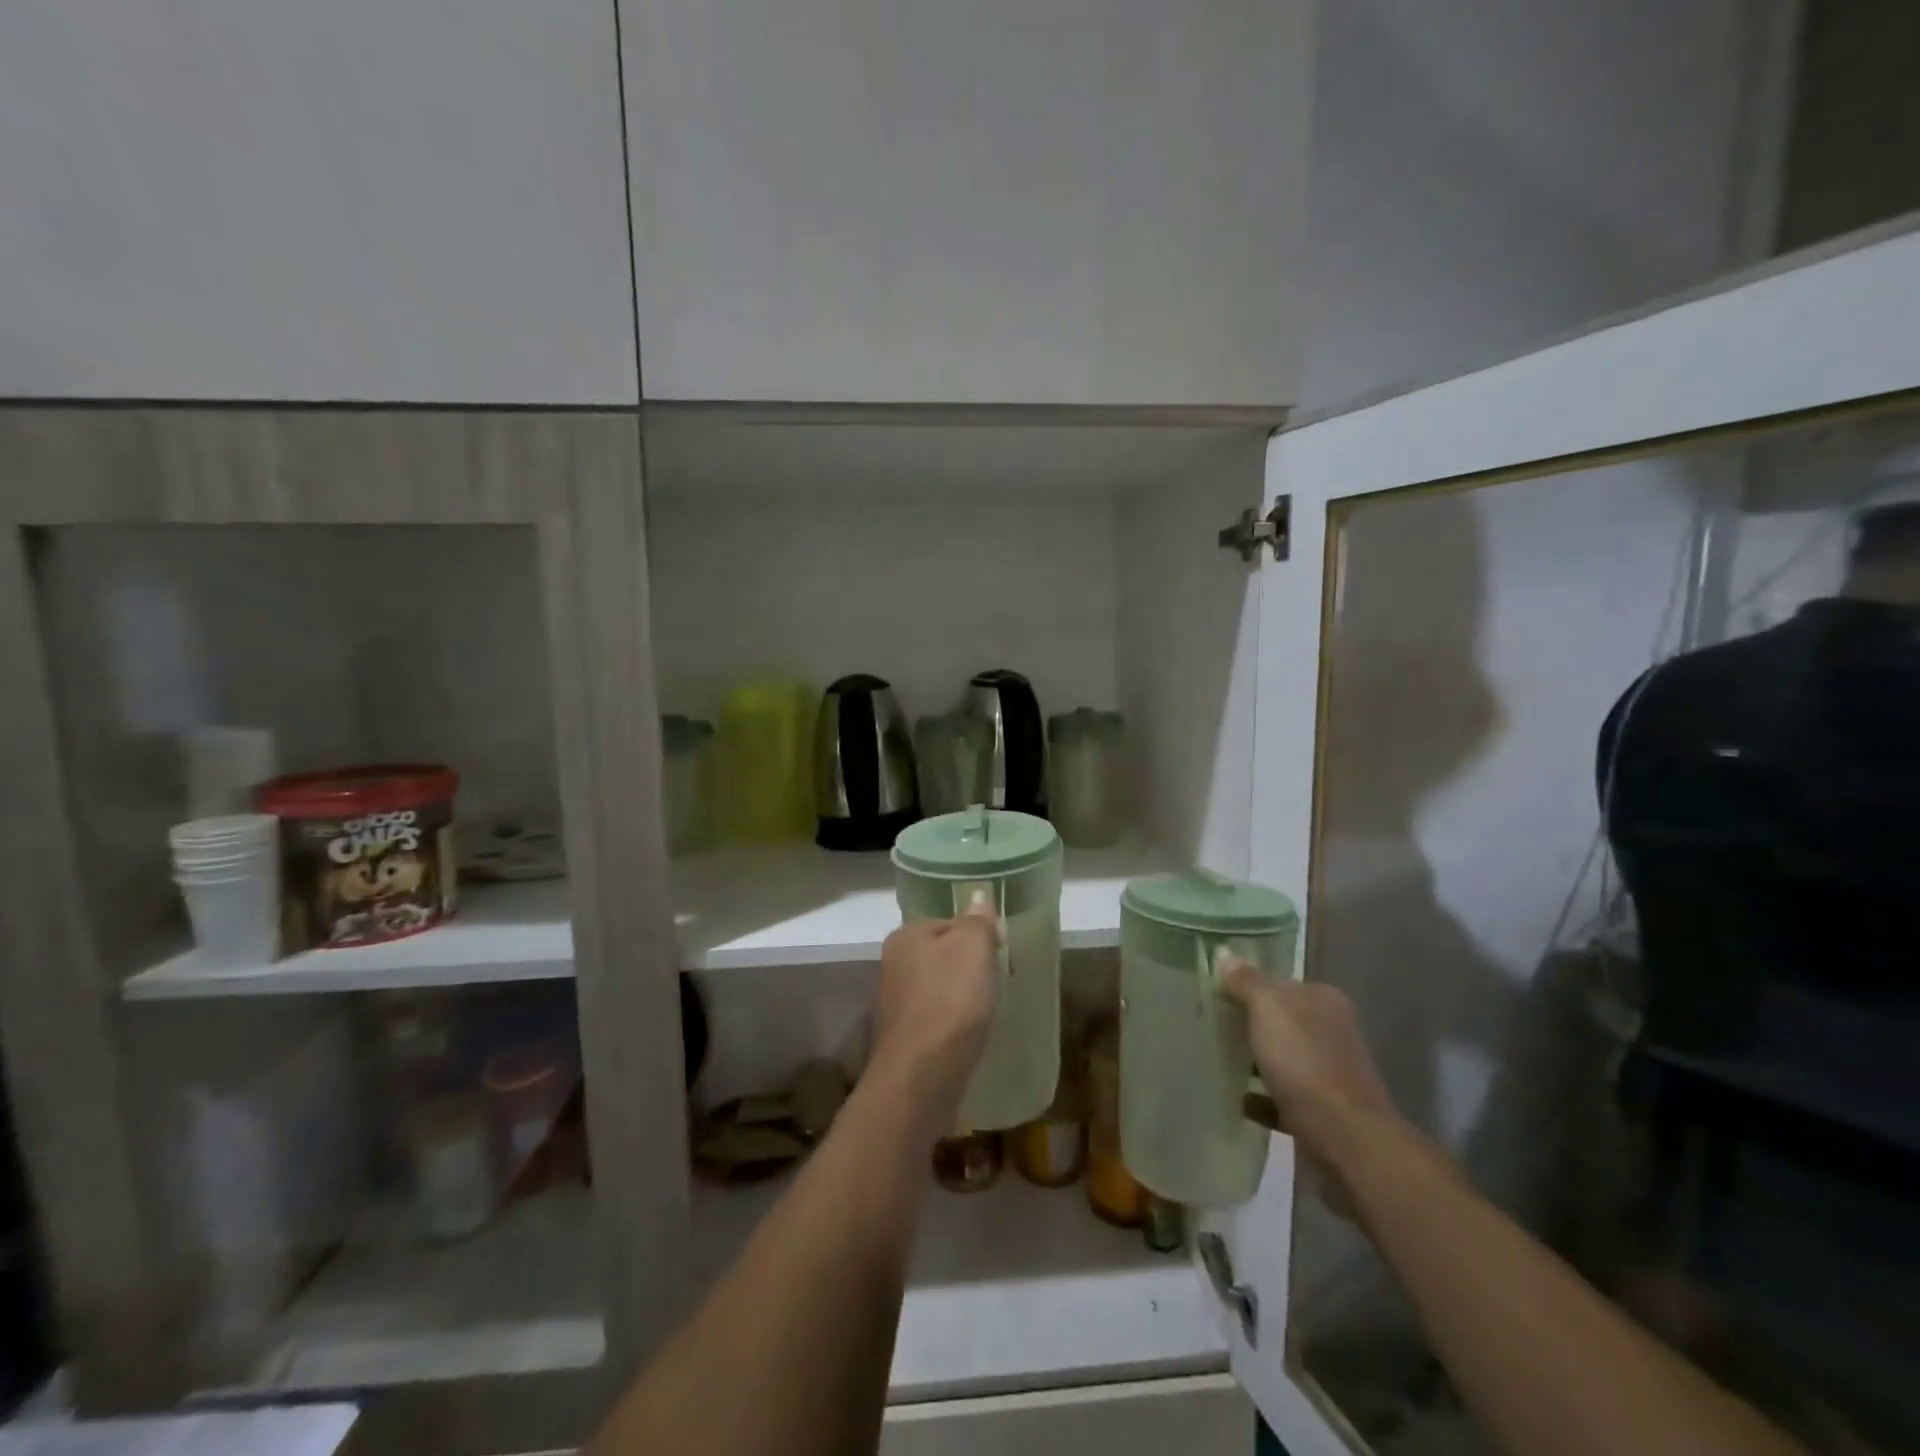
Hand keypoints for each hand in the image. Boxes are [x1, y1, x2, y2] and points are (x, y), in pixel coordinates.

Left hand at [871, 895, 999, 1118]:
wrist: (923, 1074)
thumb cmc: (950, 1000)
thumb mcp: (973, 947)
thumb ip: (977, 920)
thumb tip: (978, 897)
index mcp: (905, 936)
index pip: (947, 922)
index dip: (977, 934)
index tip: (999, 953)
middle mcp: (893, 965)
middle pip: (941, 956)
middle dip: (968, 967)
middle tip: (997, 982)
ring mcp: (895, 1004)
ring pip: (937, 988)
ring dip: (960, 996)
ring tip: (986, 1010)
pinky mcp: (904, 1039)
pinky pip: (935, 1019)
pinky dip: (952, 1023)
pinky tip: (968, 1035)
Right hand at [1221, 962, 1406, 1215]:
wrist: (1345, 1141)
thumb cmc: (1305, 1062)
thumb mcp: (1268, 1008)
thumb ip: (1246, 981)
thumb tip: (1226, 955)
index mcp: (1324, 1001)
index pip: (1281, 983)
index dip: (1249, 986)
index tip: (1217, 994)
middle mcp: (1332, 1032)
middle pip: (1281, 1021)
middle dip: (1250, 1024)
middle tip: (1210, 1025)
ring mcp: (1330, 1074)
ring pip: (1282, 1059)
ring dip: (1254, 1061)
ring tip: (1217, 1060)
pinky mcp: (1322, 1112)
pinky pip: (1282, 1098)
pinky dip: (1260, 1098)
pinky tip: (1235, 1099)